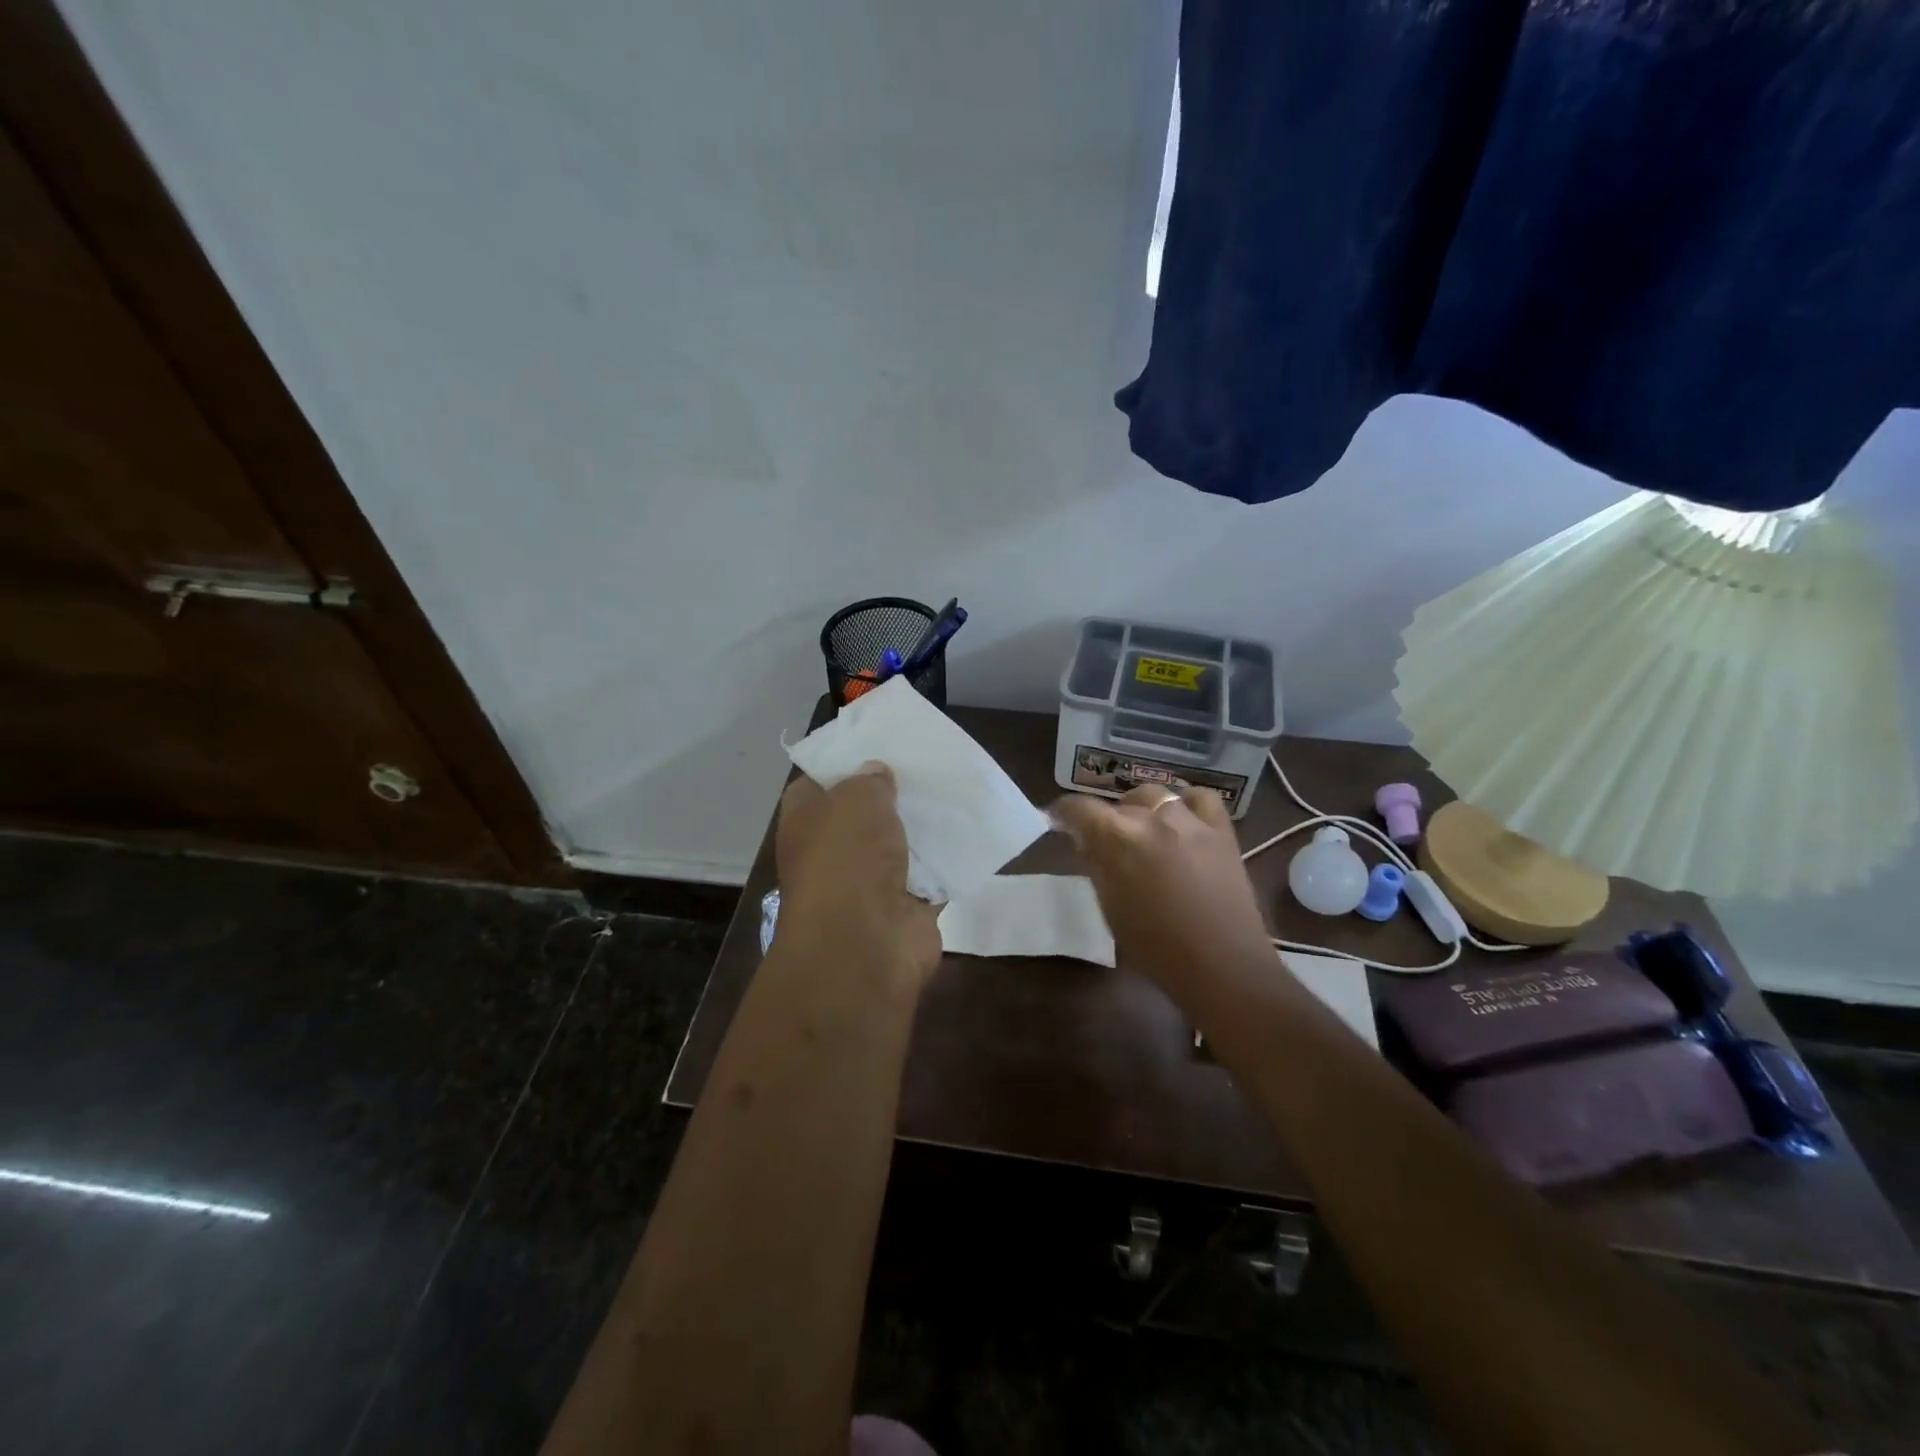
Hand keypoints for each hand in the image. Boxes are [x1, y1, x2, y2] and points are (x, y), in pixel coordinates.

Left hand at [775, 764, 941, 984]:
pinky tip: (971, 830)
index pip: (820, 782)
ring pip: (900, 844)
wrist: (863, 945)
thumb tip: (877, 774)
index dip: (847, 762)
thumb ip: (870, 780)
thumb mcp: (856, 799)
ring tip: (955, 789)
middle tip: (927, 764)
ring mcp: (869, 882)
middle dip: (894, 793)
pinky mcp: (905, 907)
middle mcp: (833, 851)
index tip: (881, 744)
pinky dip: (948, 860)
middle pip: (865, 813)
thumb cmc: (846, 859)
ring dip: (923, 826)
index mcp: (806, 821)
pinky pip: (931, 875)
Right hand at [1049, 785, 1272, 989]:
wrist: (1221, 965)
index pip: (1078, 808)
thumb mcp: (1109, 906)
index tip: (1059, 822)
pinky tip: (1183, 820)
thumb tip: (1085, 841)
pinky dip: (1186, 804)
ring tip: (1144, 831)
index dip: (1064, 813)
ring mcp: (1189, 819)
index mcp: (1115, 837)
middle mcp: (1150, 817)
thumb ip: (1096, 865)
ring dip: (1142, 809)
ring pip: (1155, 796)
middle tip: (1106, 843)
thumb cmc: (1155, 946)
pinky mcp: (1220, 829)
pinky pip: (1200, 798)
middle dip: (1106, 819)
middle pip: (1118, 803)